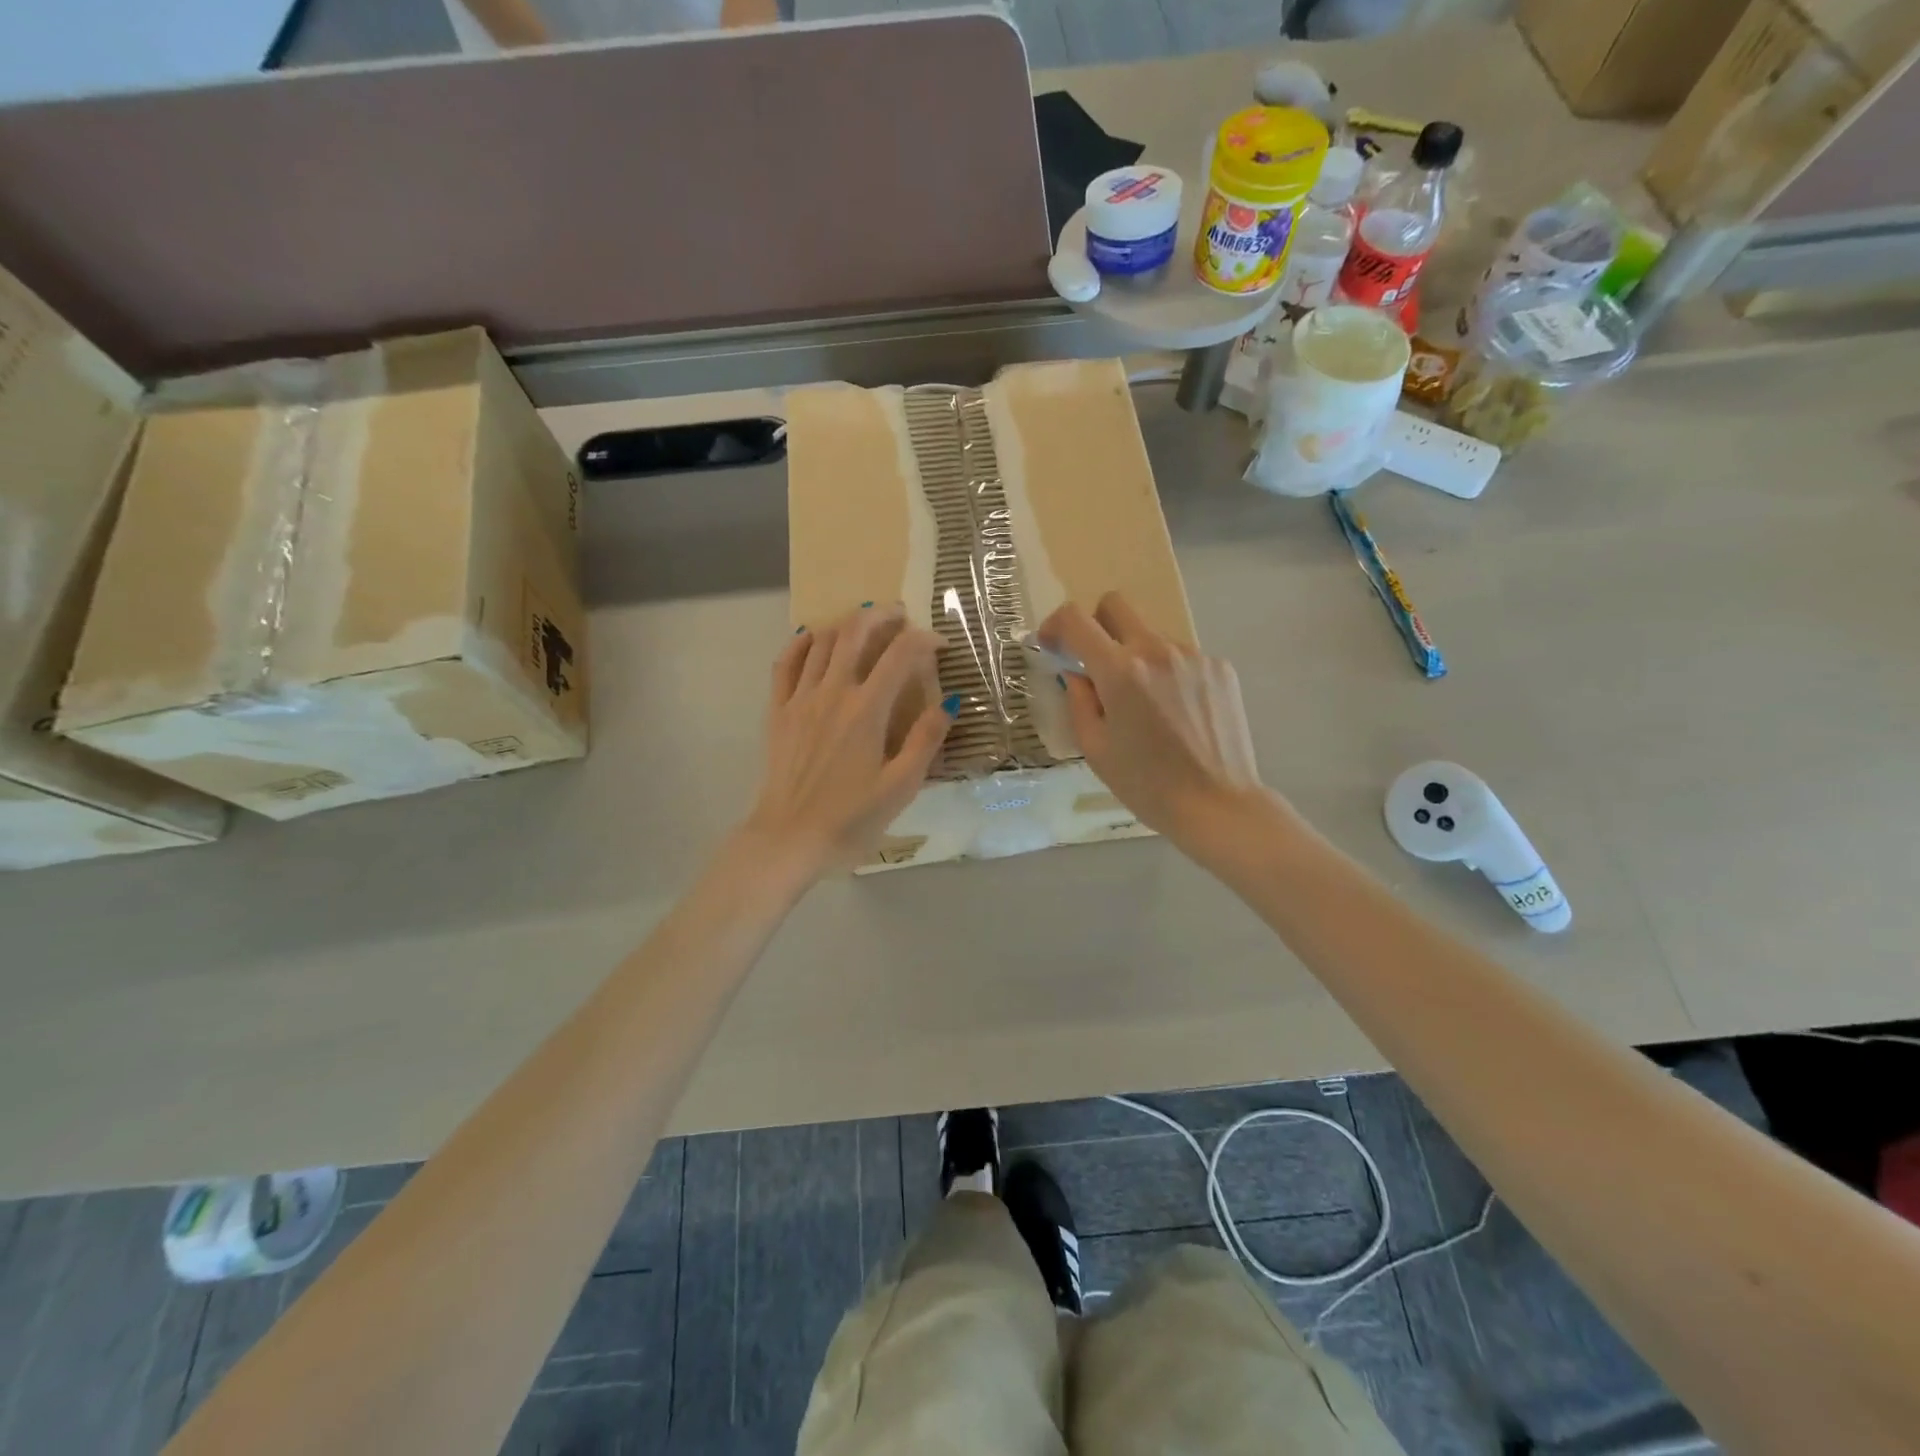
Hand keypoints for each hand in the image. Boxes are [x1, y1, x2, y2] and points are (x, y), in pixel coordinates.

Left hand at [744, 603, 953, 877]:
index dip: (924, 640)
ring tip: (865, 623)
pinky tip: (811, 637)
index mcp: (866, 711)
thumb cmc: (850, 819)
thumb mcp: (900, 787)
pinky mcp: (778, 712)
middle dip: (881, 616)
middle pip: (856, 633)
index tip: (940, 644)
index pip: (900, 656)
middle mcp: (832, 693)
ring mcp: (800, 699)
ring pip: (822, 642)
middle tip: (900, 616)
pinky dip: (801, 643)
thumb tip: (949, 703)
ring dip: (847, 624)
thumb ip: (925, 741)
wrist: (788, 840)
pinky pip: (785, 664)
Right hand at [1040, 593, 1267, 850]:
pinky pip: (1181, 656)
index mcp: (1120, 672)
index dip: (1055, 625)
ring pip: (1151, 635)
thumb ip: (1079, 702)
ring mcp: (1193, 656)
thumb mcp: (1096, 749)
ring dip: (1136, 656)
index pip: (1076, 620)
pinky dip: (1167, 673)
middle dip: (1096, 625)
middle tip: (1096, 663)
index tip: (1052, 645)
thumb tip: (1077, 674)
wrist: (1217, 805)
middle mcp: (1157, 651)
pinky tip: (1176, 712)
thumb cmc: (1146, 785)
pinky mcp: (1220, 667)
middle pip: (1115, 605)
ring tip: (1145, 704)